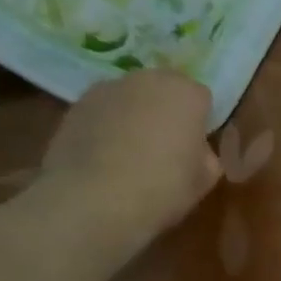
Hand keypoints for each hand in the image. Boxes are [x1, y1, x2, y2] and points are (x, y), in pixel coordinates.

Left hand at [35, 71, 219, 256]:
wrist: (93, 200)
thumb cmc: (162, 188)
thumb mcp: (205, 180)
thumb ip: (205, 155)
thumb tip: (195, 150)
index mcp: (185, 93)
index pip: (201, 98)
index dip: (199, 123)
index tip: (194, 148)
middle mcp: (146, 79)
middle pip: (163, 90)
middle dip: (166, 111)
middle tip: (164, 148)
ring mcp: (106, 89)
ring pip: (130, 98)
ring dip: (134, 116)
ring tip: (129, 155)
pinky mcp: (75, 106)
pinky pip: (102, 113)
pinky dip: (105, 127)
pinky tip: (103, 160)